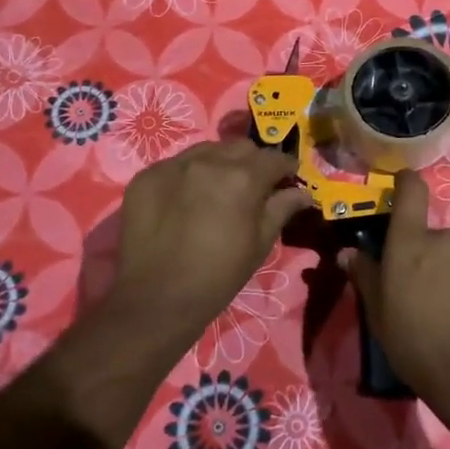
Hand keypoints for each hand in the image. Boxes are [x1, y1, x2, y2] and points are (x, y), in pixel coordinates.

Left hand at [107, 139, 314, 340]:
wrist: (156, 300)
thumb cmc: (218, 276)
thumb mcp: (259, 244)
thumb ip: (281, 209)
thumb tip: (303, 192)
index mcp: (243, 178)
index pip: (275, 158)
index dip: (286, 168)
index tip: (288, 179)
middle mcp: (209, 161)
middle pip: (241, 148)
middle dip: (253, 162)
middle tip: (253, 186)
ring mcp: (173, 165)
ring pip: (208, 150)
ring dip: (220, 163)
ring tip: (218, 189)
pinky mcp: (146, 176)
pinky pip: (176, 164)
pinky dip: (188, 175)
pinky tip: (186, 199)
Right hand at [345, 171, 449, 410]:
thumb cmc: (415, 342)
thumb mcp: (378, 313)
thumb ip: (365, 276)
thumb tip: (348, 252)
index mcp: (411, 242)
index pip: (412, 190)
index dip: (405, 182)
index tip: (399, 186)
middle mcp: (445, 240)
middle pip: (429, 234)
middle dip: (422, 253)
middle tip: (413, 288)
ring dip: (446, 271)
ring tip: (442, 309)